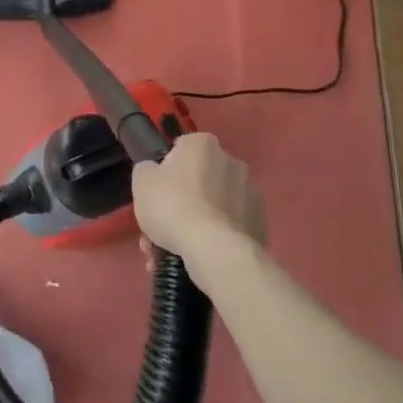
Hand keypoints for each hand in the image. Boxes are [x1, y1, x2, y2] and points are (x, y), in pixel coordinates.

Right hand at [133, 133, 266, 277]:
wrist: (215, 250)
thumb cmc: (173, 206)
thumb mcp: (142, 182)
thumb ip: (147, 170)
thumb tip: (155, 173)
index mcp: (203, 144)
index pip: (181, 150)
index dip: (166, 172)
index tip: (158, 193)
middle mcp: (232, 162)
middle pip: (199, 180)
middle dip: (181, 202)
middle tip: (161, 229)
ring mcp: (251, 194)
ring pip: (214, 207)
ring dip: (197, 223)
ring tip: (175, 252)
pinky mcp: (261, 224)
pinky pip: (230, 228)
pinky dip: (216, 239)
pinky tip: (198, 258)